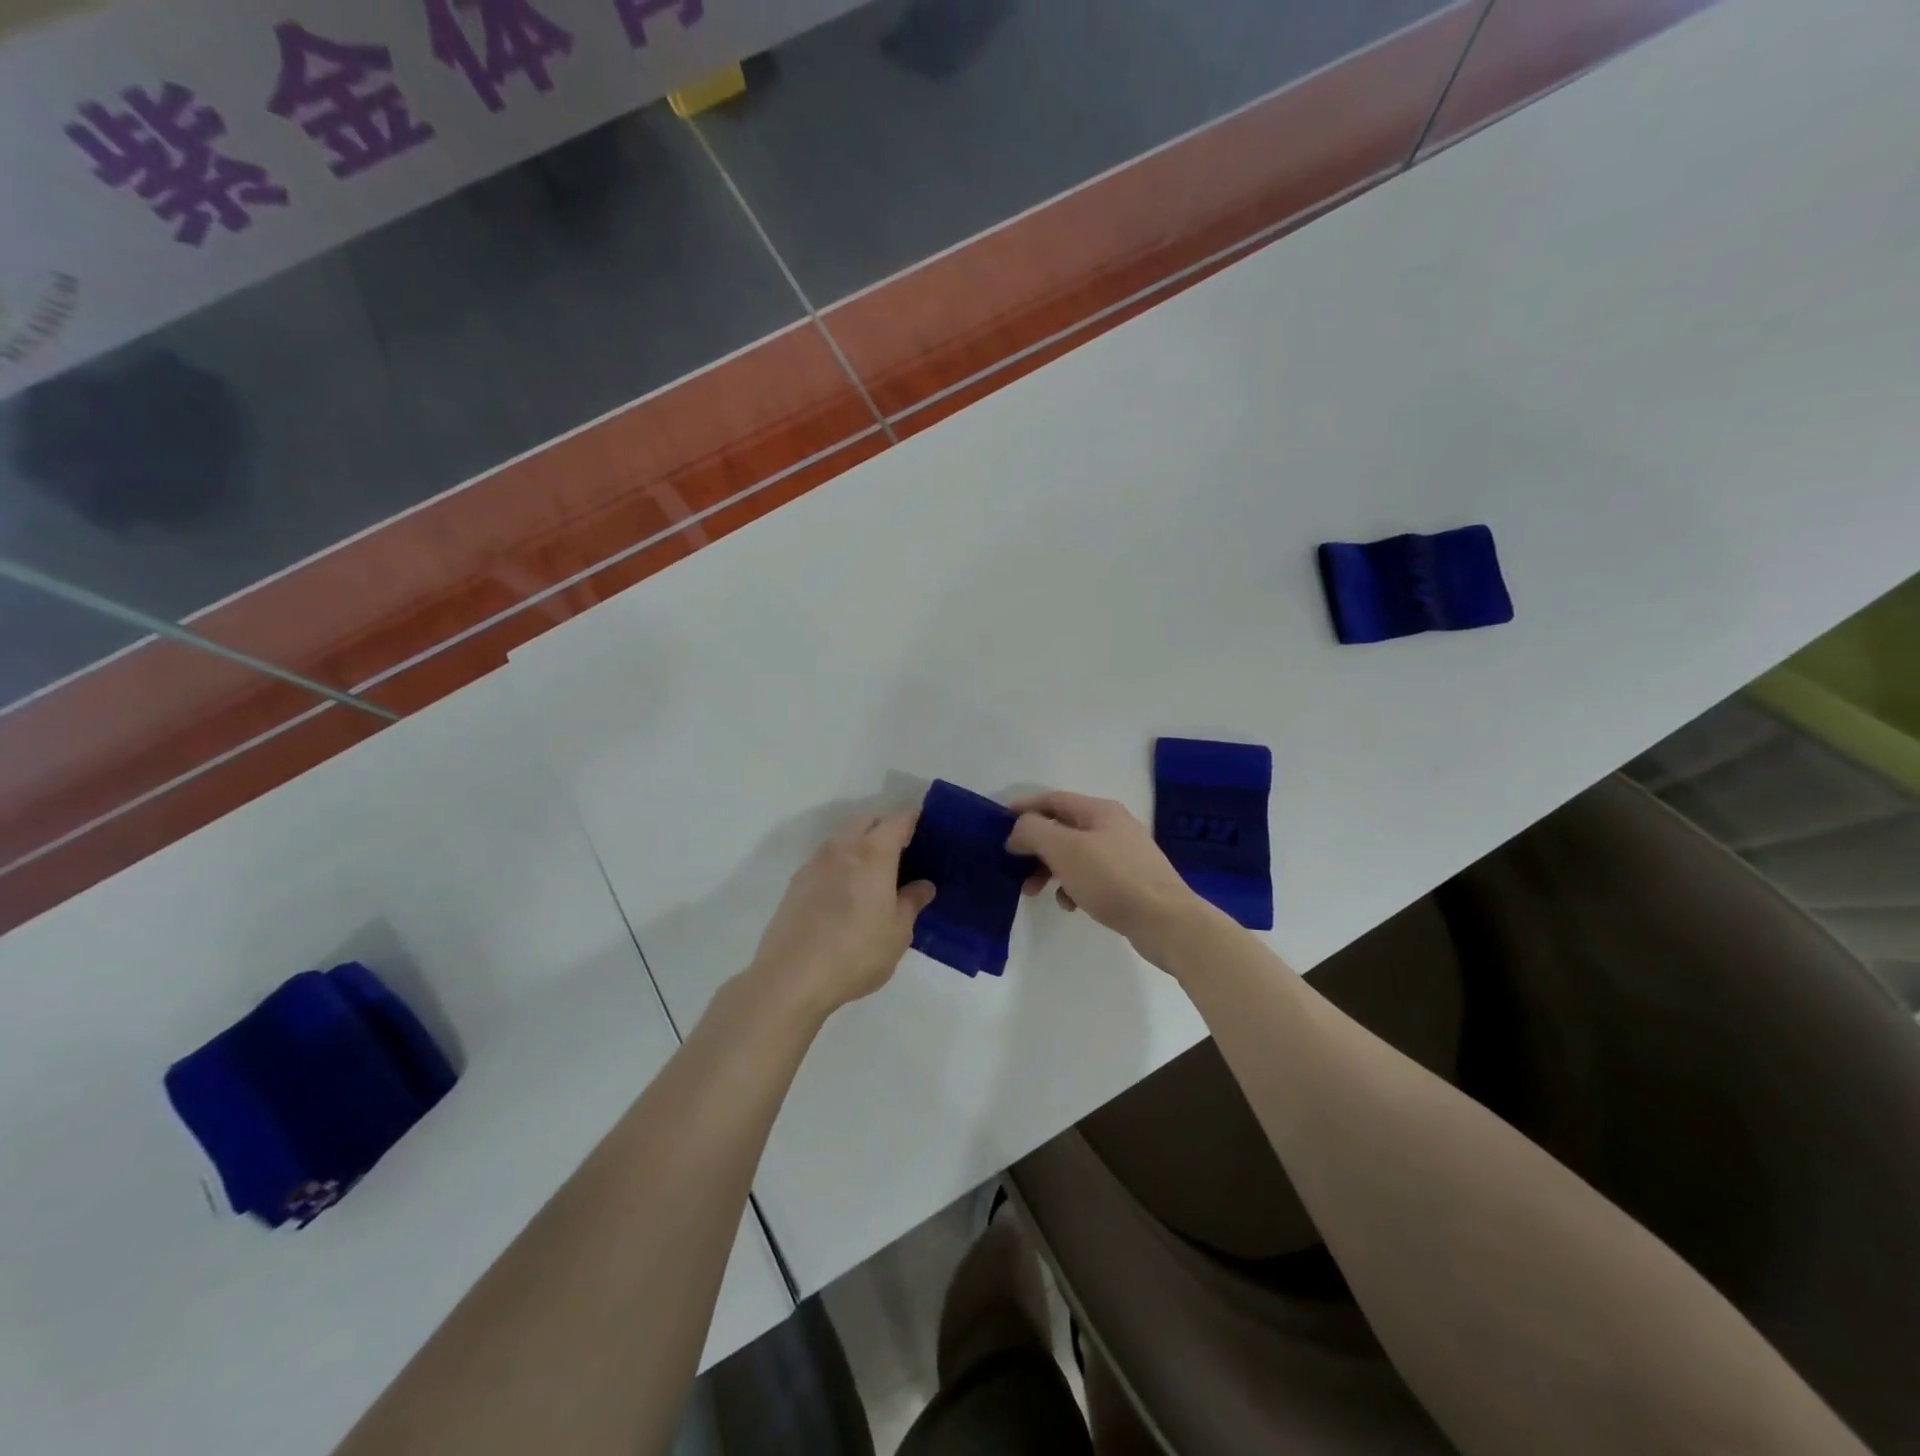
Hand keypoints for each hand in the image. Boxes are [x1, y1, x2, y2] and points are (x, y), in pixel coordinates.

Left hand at [748, 812, 935, 1021]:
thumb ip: (911, 903)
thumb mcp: (897, 932)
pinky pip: (826, 860)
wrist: (791, 977)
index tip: (926, 829)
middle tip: (902, 852)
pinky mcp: (796, 883)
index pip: (897, 821)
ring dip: (860, 845)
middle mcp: (842, 848)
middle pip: (867, 822)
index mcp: (873, 853)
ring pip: (843, 839)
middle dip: (885, 828)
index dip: (913, 820)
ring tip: (875, 873)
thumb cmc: (856, 952)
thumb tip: (923, 886)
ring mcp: (815, 863)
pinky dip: (841, 864)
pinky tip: (847, 892)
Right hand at [1005, 791, 1203, 946]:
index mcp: (1099, 810)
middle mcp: (1113, 825)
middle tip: (1013, 867)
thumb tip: (1018, 830)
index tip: (998, 823)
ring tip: (1034, 892)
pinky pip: (1091, 876)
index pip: (1053, 799)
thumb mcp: (1064, 849)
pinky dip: (1073, 885)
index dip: (1024, 808)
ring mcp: (1124, 854)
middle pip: (1062, 828)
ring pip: (1074, 854)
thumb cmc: (1112, 878)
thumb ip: (1034, 831)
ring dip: (1050, 869)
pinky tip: (1070, 904)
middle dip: (1035, 846)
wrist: (1166, 921)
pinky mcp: (1129, 881)